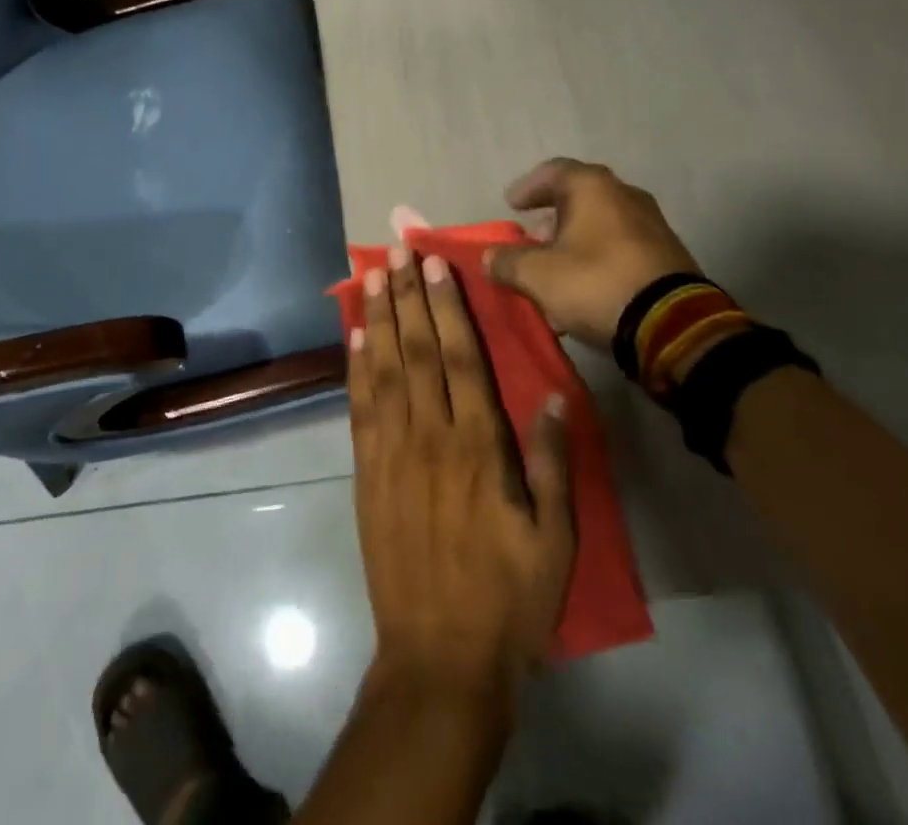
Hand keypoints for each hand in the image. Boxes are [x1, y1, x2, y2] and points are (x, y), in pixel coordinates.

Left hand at [348, 245, 574, 702]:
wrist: (438, 656)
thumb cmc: (507, 598)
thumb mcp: (553, 539)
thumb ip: (551, 463)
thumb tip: (551, 395)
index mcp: (478, 446)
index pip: (462, 358)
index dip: (448, 307)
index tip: (436, 265)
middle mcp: (430, 436)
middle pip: (418, 350)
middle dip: (408, 296)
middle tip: (398, 250)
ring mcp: (392, 452)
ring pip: (384, 368)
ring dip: (378, 318)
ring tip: (372, 275)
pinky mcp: (367, 472)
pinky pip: (360, 408)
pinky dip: (356, 367)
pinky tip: (354, 337)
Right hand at [483, 158, 698, 347]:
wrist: (673, 325)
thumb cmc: (596, 283)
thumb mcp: (537, 275)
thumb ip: (506, 261)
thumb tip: (489, 257)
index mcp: (593, 187)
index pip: (553, 171)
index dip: (528, 187)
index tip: (512, 205)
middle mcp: (625, 195)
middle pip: (580, 196)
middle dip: (552, 216)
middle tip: (532, 237)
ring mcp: (652, 224)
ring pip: (602, 223)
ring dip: (575, 240)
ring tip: (555, 267)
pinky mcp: (668, 255)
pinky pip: (621, 246)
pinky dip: (598, 257)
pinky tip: (585, 285)